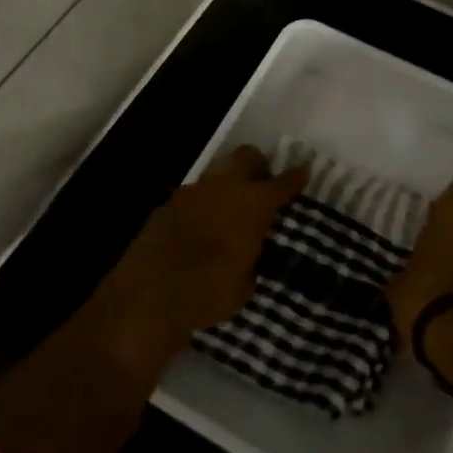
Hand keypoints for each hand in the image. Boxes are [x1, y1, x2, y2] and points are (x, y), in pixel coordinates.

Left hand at [99, 145, 305, 351]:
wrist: (148, 297)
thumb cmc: (208, 293)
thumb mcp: (244, 284)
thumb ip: (251, 258)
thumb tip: (248, 253)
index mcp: (253, 203)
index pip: (282, 182)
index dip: (295, 176)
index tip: (304, 170)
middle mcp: (224, 186)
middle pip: (246, 156)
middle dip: (257, 166)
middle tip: (261, 187)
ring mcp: (192, 191)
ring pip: (217, 172)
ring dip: (226, 184)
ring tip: (229, 209)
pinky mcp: (166, 204)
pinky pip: (193, 195)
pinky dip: (201, 204)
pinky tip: (199, 227)